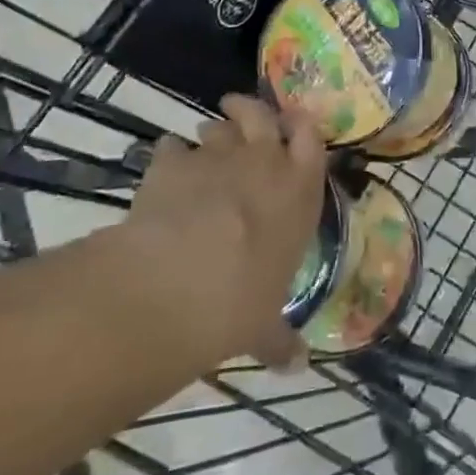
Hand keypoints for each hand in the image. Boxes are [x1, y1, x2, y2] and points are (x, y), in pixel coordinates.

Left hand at [108, 96, 327, 371]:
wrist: (175, 285)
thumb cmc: (239, 302)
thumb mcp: (264, 326)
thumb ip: (279, 338)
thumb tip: (297, 366)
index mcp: (299, 191)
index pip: (311, 138)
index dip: (302, 126)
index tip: (293, 124)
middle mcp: (263, 162)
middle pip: (262, 115)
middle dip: (251, 108)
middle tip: (239, 110)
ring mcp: (216, 157)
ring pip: (217, 127)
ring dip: (212, 131)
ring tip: (204, 142)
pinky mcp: (171, 163)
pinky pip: (170, 147)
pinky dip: (169, 154)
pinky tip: (164, 167)